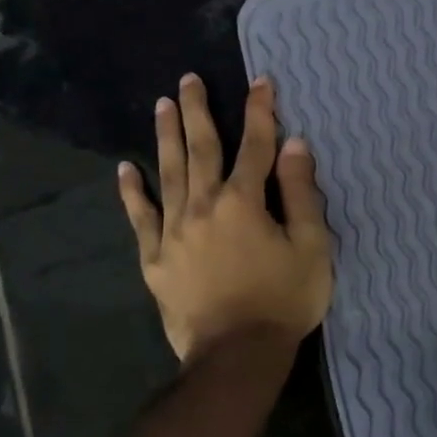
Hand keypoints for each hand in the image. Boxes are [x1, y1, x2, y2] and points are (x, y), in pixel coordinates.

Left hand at [117, 74, 333, 367]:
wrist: (236, 356)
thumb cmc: (283, 300)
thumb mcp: (311, 246)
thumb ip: (301, 193)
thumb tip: (294, 145)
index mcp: (244, 202)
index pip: (255, 146)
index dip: (260, 112)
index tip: (260, 82)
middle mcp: (203, 206)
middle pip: (201, 149)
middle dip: (197, 111)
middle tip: (188, 80)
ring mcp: (173, 232)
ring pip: (168, 173)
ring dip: (166, 136)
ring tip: (161, 105)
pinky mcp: (154, 259)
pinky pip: (140, 218)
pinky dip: (132, 192)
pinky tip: (125, 169)